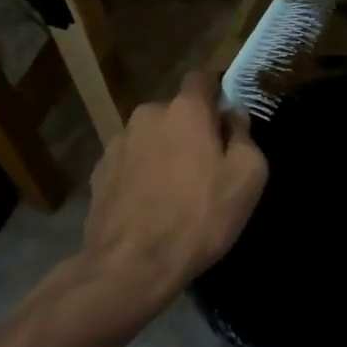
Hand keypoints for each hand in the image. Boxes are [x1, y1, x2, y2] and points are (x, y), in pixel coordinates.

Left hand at [81, 72, 268, 307]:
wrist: (130, 266)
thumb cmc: (198, 218)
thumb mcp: (247, 179)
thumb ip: (244, 136)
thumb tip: (233, 117)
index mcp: (185, 109)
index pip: (202, 79)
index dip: (216, 96)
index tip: (225, 123)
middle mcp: (147, 114)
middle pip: (176, 112)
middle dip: (190, 131)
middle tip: (205, 168)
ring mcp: (118, 142)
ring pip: (151, 137)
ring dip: (163, 153)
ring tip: (174, 192)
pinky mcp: (99, 172)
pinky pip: (130, 162)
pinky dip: (141, 174)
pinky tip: (149, 206)